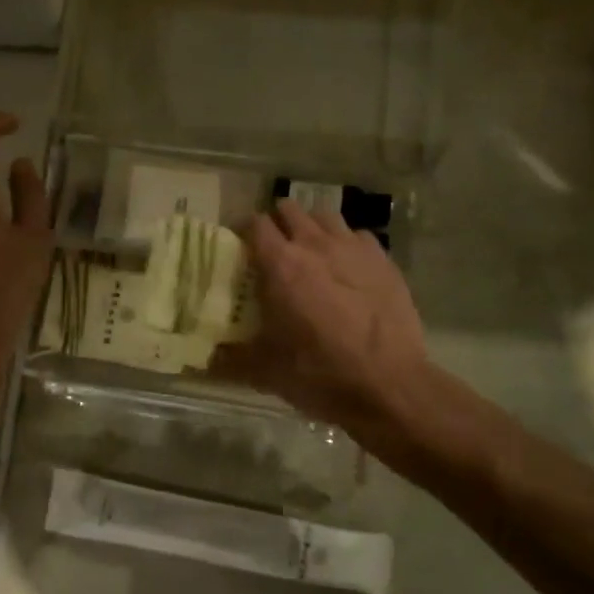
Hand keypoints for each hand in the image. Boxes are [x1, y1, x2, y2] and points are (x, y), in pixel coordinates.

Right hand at [213, 201, 432, 431]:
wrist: (388, 385)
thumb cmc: (319, 373)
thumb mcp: (265, 371)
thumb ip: (230, 359)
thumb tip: (205, 358)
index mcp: (280, 265)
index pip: (254, 224)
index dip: (244, 232)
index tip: (241, 248)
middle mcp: (315, 245)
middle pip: (289, 209)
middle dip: (278, 223)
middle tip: (274, 250)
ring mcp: (353, 248)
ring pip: (325, 216)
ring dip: (312, 228)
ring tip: (311, 252)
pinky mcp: (383, 259)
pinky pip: (358, 236)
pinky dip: (347, 244)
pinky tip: (347, 268)